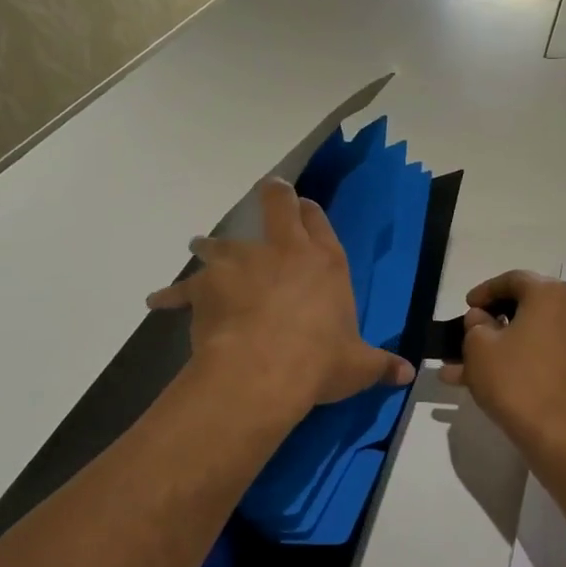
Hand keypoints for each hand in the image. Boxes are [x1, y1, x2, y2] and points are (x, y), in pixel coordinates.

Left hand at [147, 178, 413, 416]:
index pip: (318, 220)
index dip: (310, 210)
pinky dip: (171, 294)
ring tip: (201, 244)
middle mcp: (283, 251)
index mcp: (324, 262)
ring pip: (221, 240)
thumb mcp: (357, 366)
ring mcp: (240, 264)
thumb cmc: (319, 361)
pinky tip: (157, 300)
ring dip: (212, 243)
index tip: (303, 205)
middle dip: (272, 196)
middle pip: (275, 207)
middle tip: (267, 191)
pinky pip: (183, 287)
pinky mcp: (206, 287)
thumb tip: (408, 375)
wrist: (262, 372)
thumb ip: (381, 365)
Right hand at [442, 271, 565, 460]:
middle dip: (489, 323)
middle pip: (522, 307)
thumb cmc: (515, 379)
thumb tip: (482, 319)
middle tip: (465, 335)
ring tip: (461, 368)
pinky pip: (540, 353)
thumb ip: (475, 324)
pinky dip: (515, 360)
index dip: (484, 291)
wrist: (557, 433)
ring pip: (528, 335)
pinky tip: (482, 381)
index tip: (466, 306)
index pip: (512, 280)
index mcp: (549, 293)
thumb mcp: (479, 346)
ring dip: (496, 347)